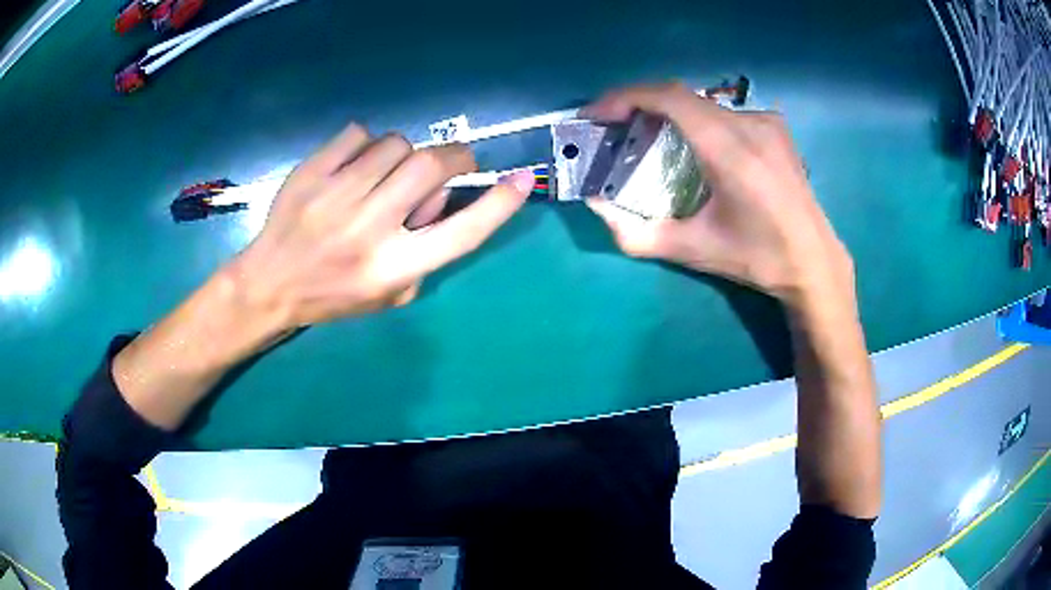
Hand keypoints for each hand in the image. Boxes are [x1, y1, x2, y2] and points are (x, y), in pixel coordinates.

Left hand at [226, 123, 534, 328]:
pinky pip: (358, 134)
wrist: (270, 284)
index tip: (523, 180)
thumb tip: (443, 199)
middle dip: (453, 156)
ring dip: (402, 154)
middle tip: (448, 163)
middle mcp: (369, 229)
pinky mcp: (311, 173)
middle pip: (432, 166)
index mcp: (394, 267)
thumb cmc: (334, 295)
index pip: (462, 232)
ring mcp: (336, 196)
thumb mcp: (390, 295)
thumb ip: (427, 254)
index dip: (500, 205)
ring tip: (384, 173)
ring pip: (396, 144)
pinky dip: (364, 145)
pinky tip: (351, 166)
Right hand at [583, 82, 852, 307]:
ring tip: (648, 135)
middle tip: (614, 127)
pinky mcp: (776, 127)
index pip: (669, 98)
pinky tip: (693, 145)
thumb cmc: (756, 258)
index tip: (597, 114)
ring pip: (702, 103)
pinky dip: (697, 119)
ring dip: (668, 112)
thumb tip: (595, 206)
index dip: (626, 97)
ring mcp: (766, 121)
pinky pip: (724, 112)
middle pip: (681, 96)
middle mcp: (750, 124)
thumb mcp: (693, 251)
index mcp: (730, 150)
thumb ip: (636, 234)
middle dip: (640, 105)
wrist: (813, 261)